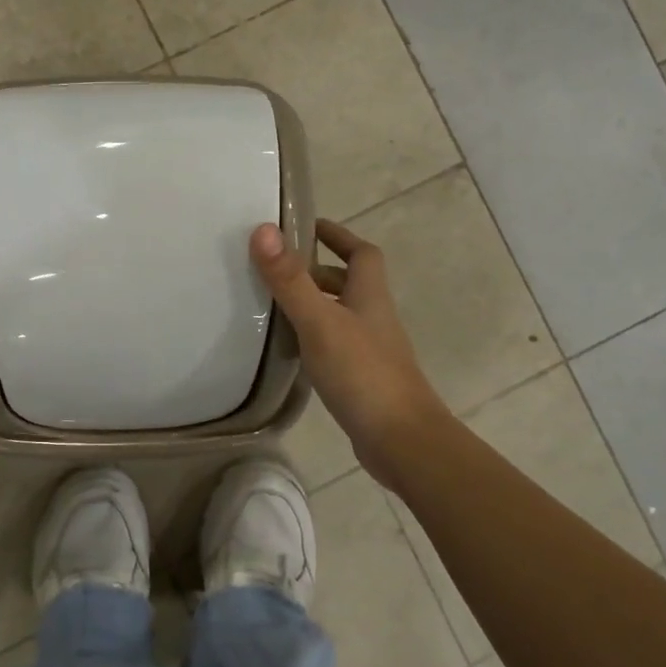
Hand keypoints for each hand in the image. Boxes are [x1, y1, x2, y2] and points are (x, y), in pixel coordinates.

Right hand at [251, 219, 448, 487]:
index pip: (361, 253)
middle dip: (317, 270)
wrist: (401, 440)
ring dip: (313, 304)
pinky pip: (335, 345)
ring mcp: (371, 350)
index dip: (338, 235)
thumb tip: (264, 229)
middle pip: (349, 283)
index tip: (306, 226)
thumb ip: (291, 280)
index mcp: (369, 296)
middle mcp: (374, 318)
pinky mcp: (362, 379)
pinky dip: (314, 338)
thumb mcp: (320, 322)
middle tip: (277, 268)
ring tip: (273, 305)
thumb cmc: (363, 373)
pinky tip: (291, 350)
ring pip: (340, 315)